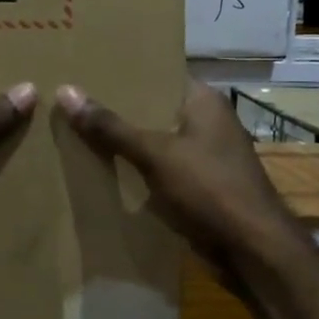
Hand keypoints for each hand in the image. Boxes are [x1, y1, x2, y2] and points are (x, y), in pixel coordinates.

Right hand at [57, 79, 306, 278]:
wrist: (253, 251)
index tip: (87, 68)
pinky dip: (136, 169)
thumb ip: (111, 127)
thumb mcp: (155, 154)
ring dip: (124, 142)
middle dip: (117, 109)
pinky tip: (102, 169)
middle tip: (72, 100)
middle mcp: (206, 122)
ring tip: (77, 131)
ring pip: (155, 141)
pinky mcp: (199, 186)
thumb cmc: (210, 189)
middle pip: (153, 108)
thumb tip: (65, 91)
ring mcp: (204, 156)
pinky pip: (159, 169)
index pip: (159, 73)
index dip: (125, 70)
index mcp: (203, 101)